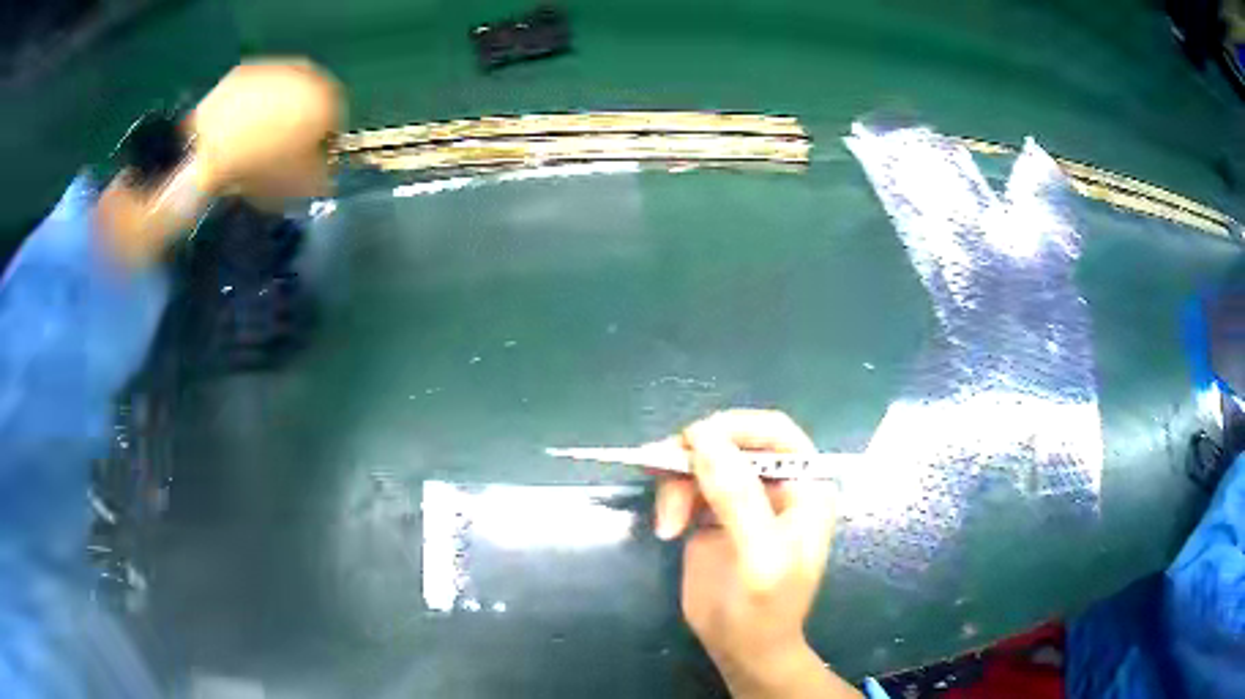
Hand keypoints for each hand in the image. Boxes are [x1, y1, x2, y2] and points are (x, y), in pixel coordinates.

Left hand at [190, 59, 344, 202]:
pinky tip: (237, 131)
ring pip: (283, 92)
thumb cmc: (262, 168)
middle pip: (310, 101)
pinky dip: (251, 107)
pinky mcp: (244, 72)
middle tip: (280, 152)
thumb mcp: (301, 185)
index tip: (306, 162)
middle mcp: (306, 73)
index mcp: (327, 97)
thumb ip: (323, 176)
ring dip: (275, 113)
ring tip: (255, 142)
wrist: (209, 150)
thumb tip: (325, 170)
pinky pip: (255, 91)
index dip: (322, 145)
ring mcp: (273, 68)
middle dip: (299, 123)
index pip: (336, 121)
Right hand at [654, 410, 858, 697]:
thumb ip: (737, 496)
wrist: (743, 649)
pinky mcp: (712, 514)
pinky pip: (687, 484)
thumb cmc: (765, 609)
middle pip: (731, 441)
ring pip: (703, 460)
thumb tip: (702, 437)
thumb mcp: (759, 556)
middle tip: (661, 472)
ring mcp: (743, 497)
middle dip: (696, 456)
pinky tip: (667, 528)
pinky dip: (671, 496)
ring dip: (677, 481)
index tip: (692, 441)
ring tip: (667, 524)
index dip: (734, 427)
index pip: (774, 433)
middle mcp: (775, 484)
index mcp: (805, 487)